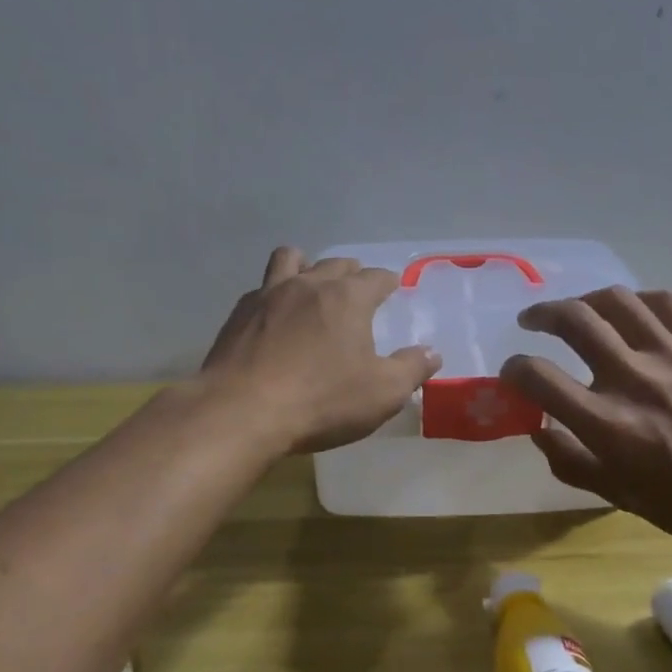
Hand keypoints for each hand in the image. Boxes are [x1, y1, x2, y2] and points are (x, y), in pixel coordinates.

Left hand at [202, 248, 441, 454]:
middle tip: (358, 289)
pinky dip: (274, 294)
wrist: (241, 412)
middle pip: (335, 264)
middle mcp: (309, 285)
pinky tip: (274, 317)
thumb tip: (433, 353)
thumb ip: (412, 369)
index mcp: (348, 298)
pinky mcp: (239, 313)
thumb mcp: (382, 393)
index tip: (394, 288)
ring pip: (291, 259)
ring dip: (306, 266)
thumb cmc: (321, 401)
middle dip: (352, 272)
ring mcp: (269, 294)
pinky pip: (261, 288)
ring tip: (311, 286)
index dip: (388, 282)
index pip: (376, 277)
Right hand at [498, 288, 671, 555]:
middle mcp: (632, 379)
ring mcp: (670, 356)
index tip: (513, 372)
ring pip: (615, 300)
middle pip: (573, 320)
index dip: (515, 369)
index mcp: (606, 423)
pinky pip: (665, 302)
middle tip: (532, 321)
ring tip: (578, 310)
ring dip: (585, 300)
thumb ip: (569, 461)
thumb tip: (539, 430)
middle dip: (542, 315)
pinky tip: (630, 311)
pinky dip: (638, 300)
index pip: (538, 376)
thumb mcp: (615, 495)